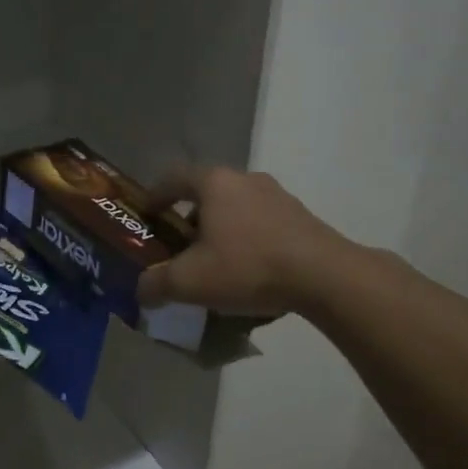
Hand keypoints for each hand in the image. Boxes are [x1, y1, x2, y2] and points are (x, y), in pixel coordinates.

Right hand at [136, 166, 345, 316]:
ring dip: (221, 229)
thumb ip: (156, 284)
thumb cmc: (247, 266)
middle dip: (189, 217)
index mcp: (215, 183)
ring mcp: (278, 195)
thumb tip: (143, 291)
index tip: (148, 216)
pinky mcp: (302, 217)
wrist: (324, 276)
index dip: (156, 195)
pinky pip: (262, 223)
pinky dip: (248, 239)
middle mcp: (246, 179)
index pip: (174, 177)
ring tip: (216, 261)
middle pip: (207, 192)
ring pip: (237, 207)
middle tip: (180, 246)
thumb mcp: (189, 281)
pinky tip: (249, 269)